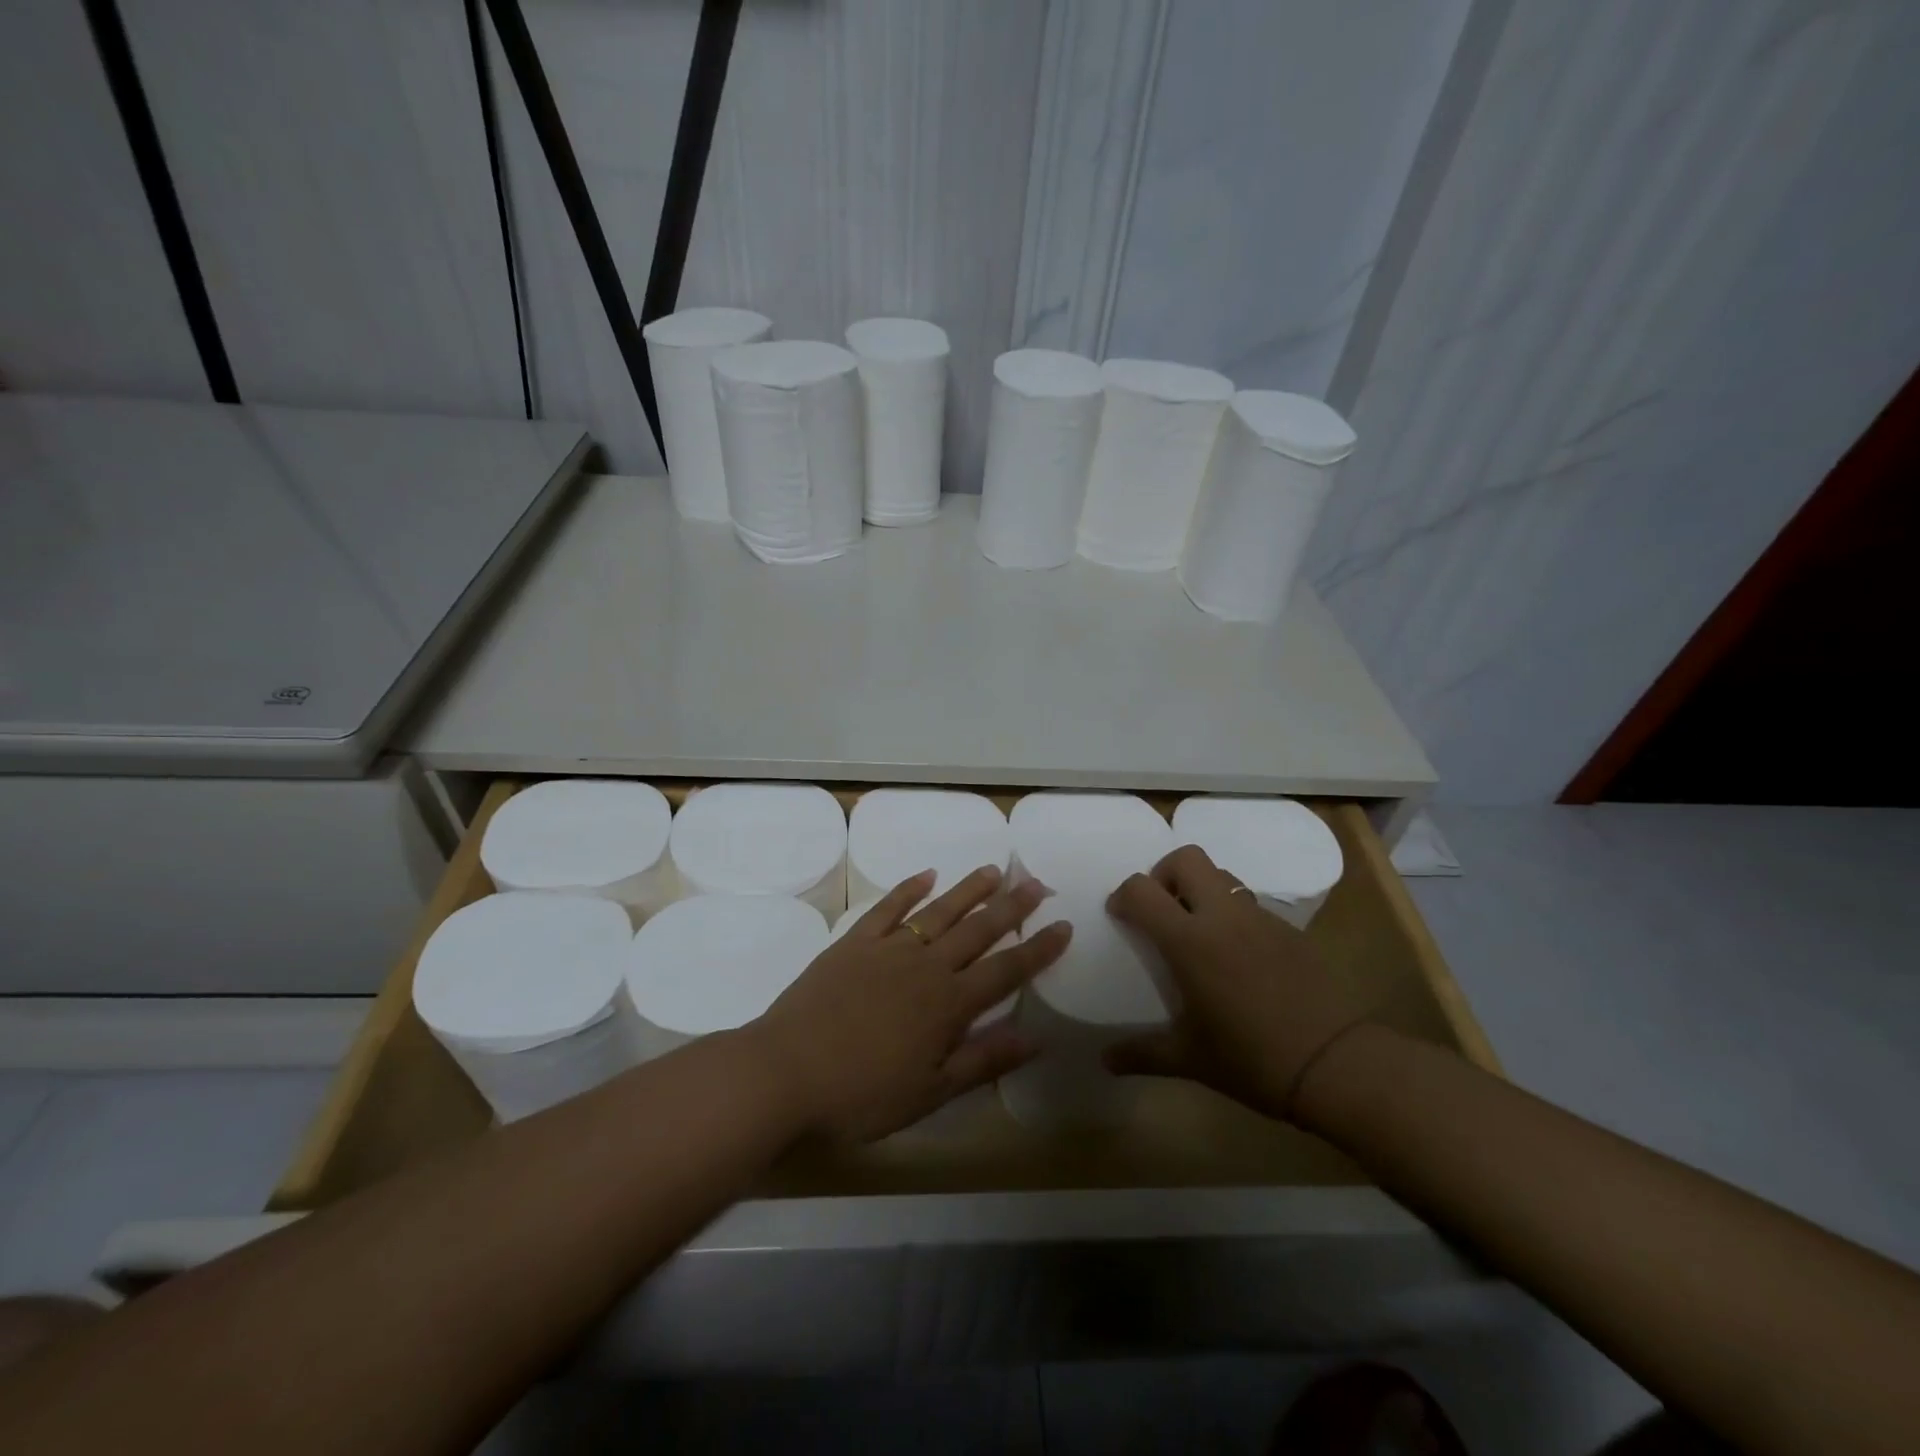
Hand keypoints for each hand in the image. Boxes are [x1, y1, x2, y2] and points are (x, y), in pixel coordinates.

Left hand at [751, 866, 1072, 1140]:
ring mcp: (888, 950)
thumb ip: (982, 1060)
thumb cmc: (861, 1096)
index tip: (1063, 925)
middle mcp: (926, 967)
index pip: (1006, 970)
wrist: (785, 1072)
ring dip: (968, 890)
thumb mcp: (930, 1092)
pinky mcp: (854, 943)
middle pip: (978, 930)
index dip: (1038, 949)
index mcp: (949, 1005)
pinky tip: (926, 875)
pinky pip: (888, 908)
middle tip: (1036, 882)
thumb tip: (1034, 1038)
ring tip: (993, 870)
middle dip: (1011, 907)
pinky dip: (909, 888)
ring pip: (938, 911)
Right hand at [1103, 845, 1367, 1122]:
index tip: (1121, 917)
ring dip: (1200, 889)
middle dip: (1164, 873)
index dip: (1123, 896)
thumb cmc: (1252, 1060)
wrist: (1336, 1065)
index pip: (1142, 890)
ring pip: (1221, 875)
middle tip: (1162, 911)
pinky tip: (1238, 958)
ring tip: (1198, 931)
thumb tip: (1105, 1060)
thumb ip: (1142, 1054)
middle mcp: (1223, 916)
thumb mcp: (1190, 1060)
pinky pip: (1250, 903)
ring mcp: (1260, 917)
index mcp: (1190, 941)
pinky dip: (1232, 914)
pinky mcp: (1289, 928)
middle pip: (1186, 858)